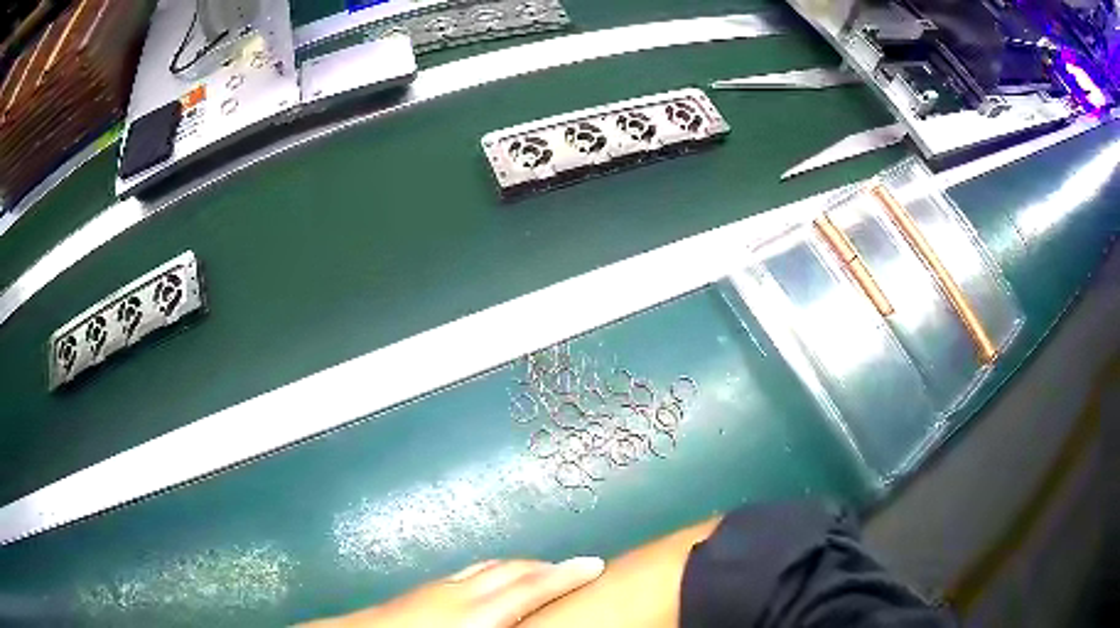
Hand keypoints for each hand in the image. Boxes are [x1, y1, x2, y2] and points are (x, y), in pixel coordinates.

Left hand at [301, 557, 605, 627]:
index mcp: (478, 613)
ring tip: (540, 573)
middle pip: (514, 569)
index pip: (533, 587)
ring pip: (491, 566)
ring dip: (520, 566)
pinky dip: (493, 571)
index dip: (568, 575)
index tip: (595, 564)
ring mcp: (440, 585)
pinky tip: (491, 582)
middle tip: (576, 568)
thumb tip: (530, 624)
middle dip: (547, 566)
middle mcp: (463, 592)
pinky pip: (470, 571)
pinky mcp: (424, 587)